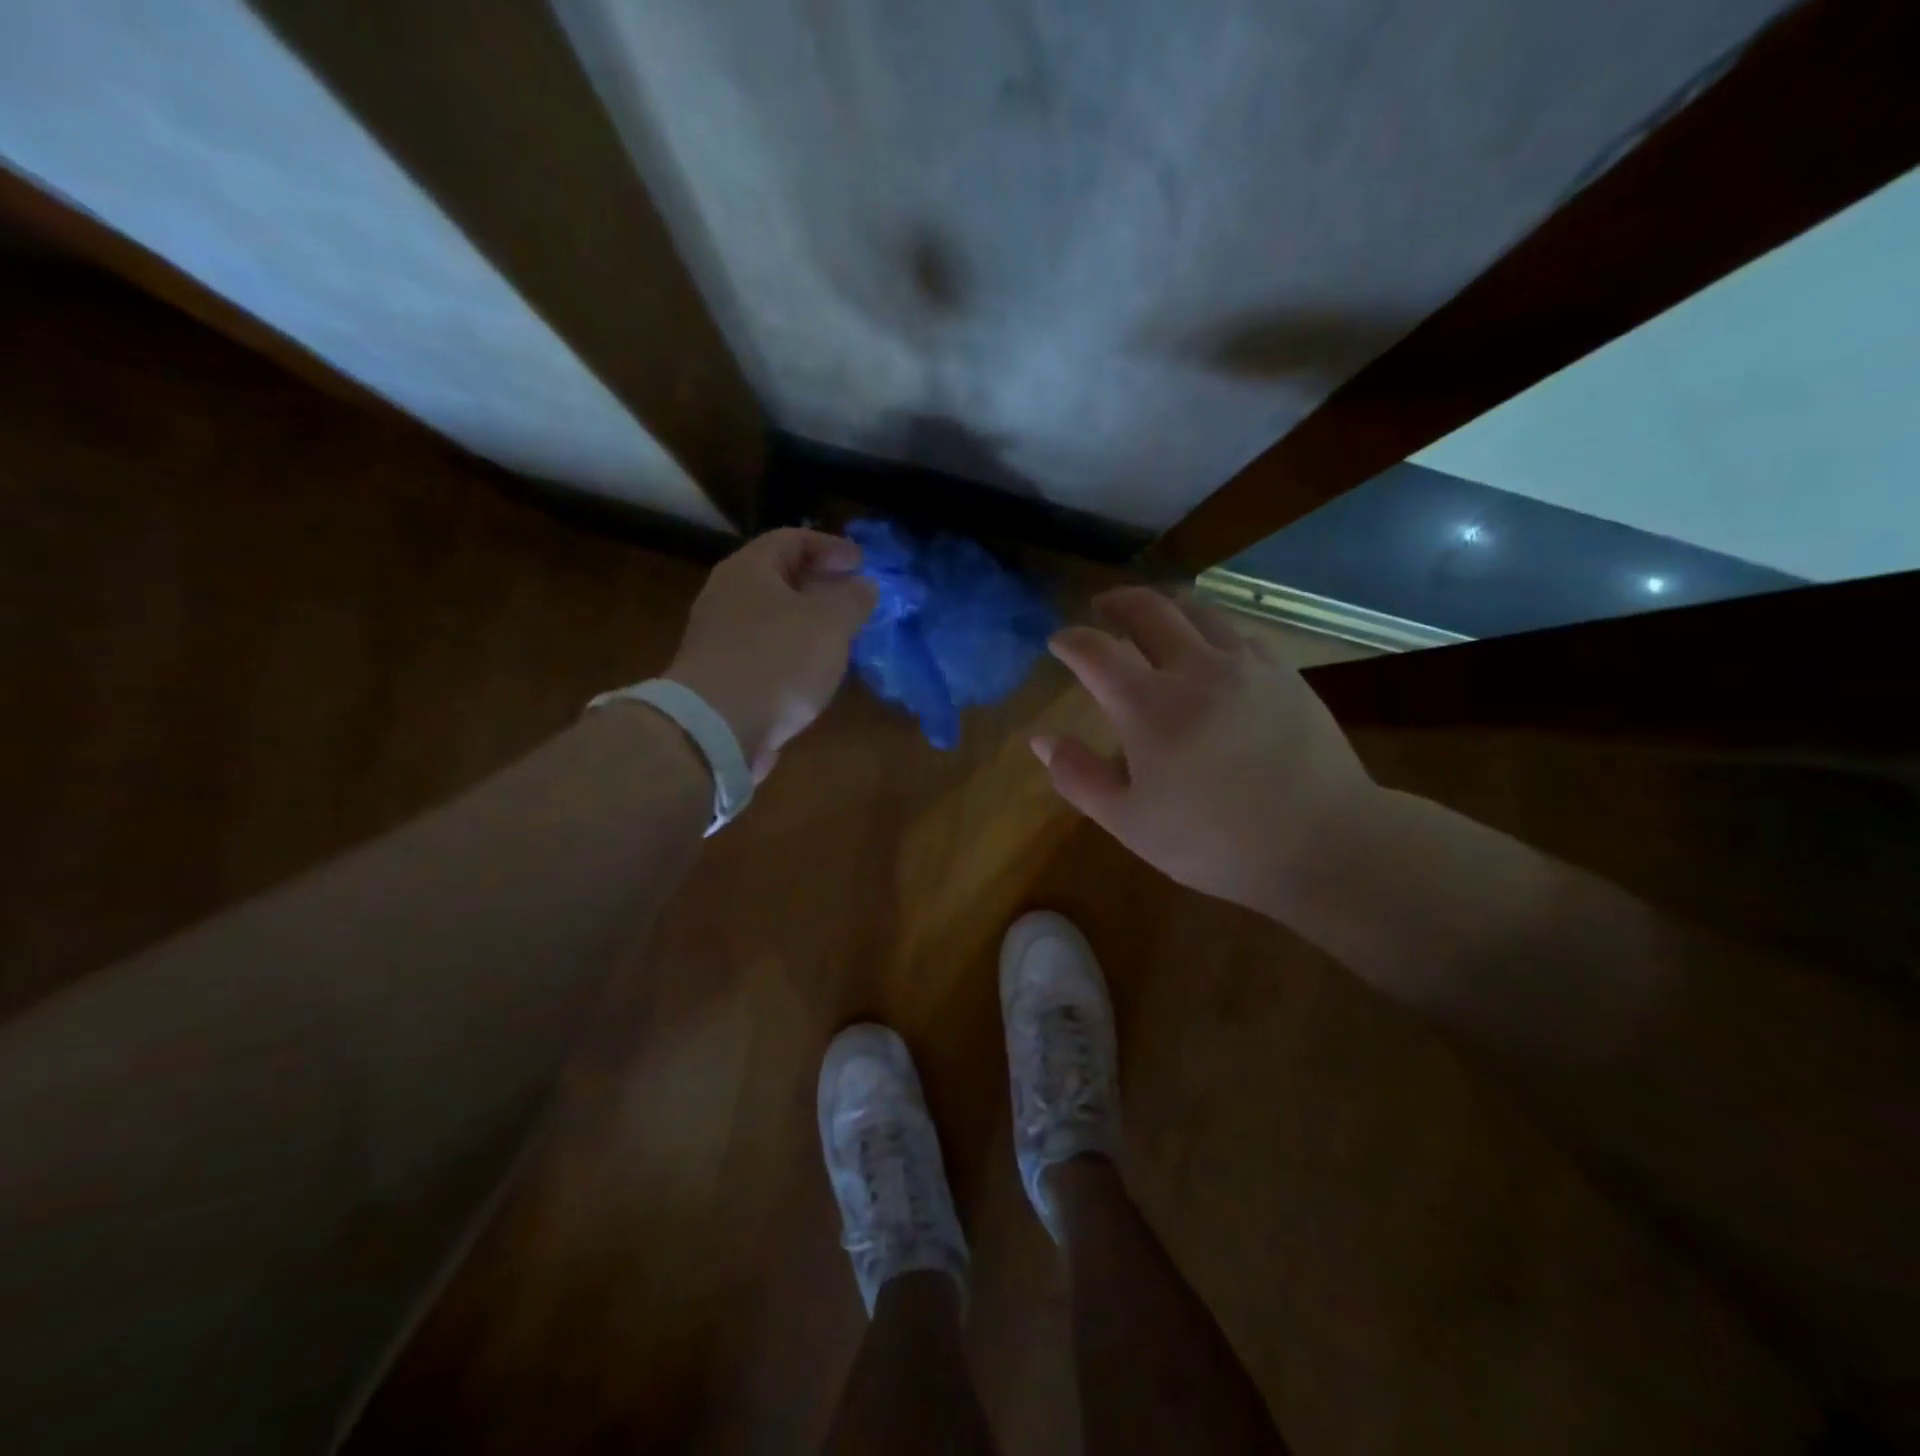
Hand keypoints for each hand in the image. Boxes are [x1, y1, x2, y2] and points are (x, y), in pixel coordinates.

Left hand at [665, 528, 877, 780]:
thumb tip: (864, 585)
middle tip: (854, 598)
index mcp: (749, 569)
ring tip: (841, 635)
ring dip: (808, 621)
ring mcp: (720, 637)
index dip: (832, 546)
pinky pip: (765, 650)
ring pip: (773, 617)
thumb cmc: (777, 661)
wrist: (717, 728)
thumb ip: (852, 598)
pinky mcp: (723, 675)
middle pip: (779, 577)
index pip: (793, 539)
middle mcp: (728, 596)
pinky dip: (793, 651)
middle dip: (821, 584)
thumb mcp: (830, 623)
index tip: (862, 563)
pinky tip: (815, 670)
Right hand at [1035, 587, 1377, 915]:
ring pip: (1198, 611)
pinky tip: (1212, 647)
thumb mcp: (1129, 822)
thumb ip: (1079, 777)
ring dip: (1166, 606)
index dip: (1071, 640)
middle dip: (1117, 601)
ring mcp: (1246, 665)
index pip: (1096, 651)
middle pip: (1149, 609)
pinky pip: (1239, 632)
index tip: (1058, 641)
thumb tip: (1041, 740)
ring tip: (1153, 617)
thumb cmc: (1215, 840)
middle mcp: (1195, 668)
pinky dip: (1211, 628)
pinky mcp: (1284, 674)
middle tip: (1102, 605)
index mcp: (1148, 705)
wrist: (1322, 842)